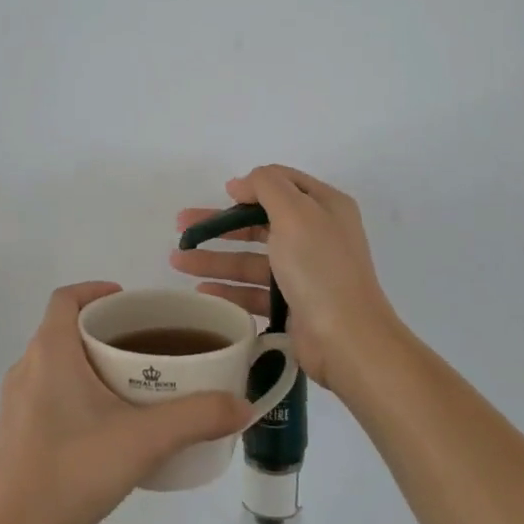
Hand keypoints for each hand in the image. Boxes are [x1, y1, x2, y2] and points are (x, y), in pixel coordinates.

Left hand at [0, 282, 252, 523]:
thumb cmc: (74, 470)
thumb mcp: (145, 440)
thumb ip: (198, 418)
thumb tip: (243, 406)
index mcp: (50, 351)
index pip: (66, 298)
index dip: (96, 289)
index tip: (131, 302)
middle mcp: (27, 367)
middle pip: (65, 329)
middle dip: (104, 329)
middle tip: (146, 345)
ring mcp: (16, 402)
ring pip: (56, 363)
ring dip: (90, 362)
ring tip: (132, 383)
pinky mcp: (16, 432)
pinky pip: (48, 392)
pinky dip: (76, 391)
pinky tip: (106, 424)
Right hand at [171, 165, 399, 392]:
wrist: (346, 339)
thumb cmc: (320, 268)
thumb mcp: (295, 213)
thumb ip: (266, 186)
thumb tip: (241, 184)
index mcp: (325, 207)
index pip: (283, 184)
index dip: (250, 186)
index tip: (220, 194)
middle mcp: (317, 235)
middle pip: (259, 223)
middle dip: (220, 225)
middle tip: (181, 228)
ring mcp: (305, 273)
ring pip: (252, 259)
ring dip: (215, 259)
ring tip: (177, 261)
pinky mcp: (293, 305)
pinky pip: (254, 291)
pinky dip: (228, 289)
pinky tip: (201, 291)